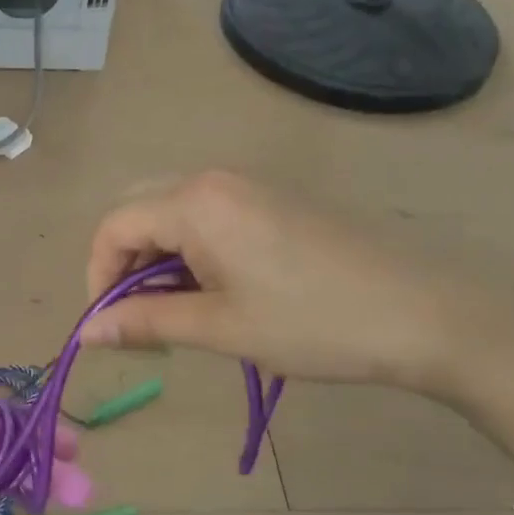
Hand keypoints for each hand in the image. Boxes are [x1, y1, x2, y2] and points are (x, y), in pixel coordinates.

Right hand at [82, 171, 471, 390]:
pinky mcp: (275, 203)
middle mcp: (216, 181)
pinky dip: (191, 254)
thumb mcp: (219, 328)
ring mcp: (250, 188)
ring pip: (173, 215)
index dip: (98, 277)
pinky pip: (208, 218)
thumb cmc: (313, 323)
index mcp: (196, 203)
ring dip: (158, 262)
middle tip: (140, 318)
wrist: (426, 314)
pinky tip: (215, 293)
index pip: (113, 227)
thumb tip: (87, 333)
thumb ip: (145, 322)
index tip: (110, 326)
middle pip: (138, 212)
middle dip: (124, 266)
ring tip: (179, 314)